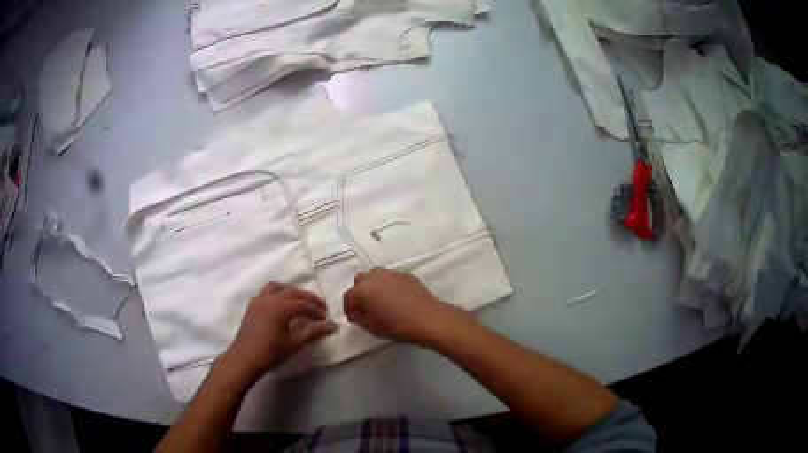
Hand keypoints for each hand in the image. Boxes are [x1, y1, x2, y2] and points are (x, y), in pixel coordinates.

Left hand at [221, 282, 336, 385]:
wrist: (245, 358)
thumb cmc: (271, 351)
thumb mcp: (295, 343)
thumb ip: (313, 332)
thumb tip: (331, 326)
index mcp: (282, 306)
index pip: (304, 304)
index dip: (317, 311)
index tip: (325, 319)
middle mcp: (270, 298)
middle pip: (293, 292)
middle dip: (307, 298)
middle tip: (319, 307)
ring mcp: (259, 300)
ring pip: (277, 288)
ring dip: (291, 292)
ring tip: (299, 302)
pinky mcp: (252, 306)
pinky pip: (267, 293)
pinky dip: (278, 295)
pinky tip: (280, 307)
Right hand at [343, 269, 469, 345]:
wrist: (428, 319)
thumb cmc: (397, 326)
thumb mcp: (372, 327)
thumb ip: (358, 318)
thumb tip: (354, 312)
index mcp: (363, 290)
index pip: (348, 297)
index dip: (349, 308)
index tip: (354, 317)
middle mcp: (375, 277)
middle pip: (359, 281)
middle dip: (359, 293)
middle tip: (366, 308)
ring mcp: (391, 274)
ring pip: (374, 275)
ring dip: (372, 286)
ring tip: (380, 300)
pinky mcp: (405, 275)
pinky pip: (390, 277)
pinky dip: (387, 284)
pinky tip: (396, 298)